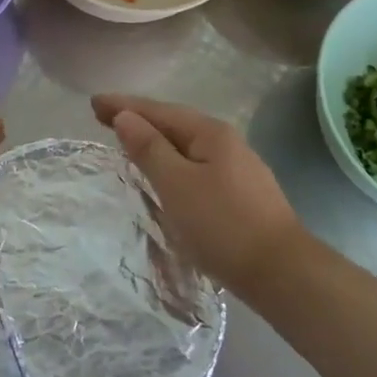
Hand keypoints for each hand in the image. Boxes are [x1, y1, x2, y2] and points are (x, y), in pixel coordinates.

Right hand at [92, 94, 305, 299]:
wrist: (283, 274)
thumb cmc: (222, 225)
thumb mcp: (176, 184)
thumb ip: (148, 148)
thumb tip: (125, 116)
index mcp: (209, 133)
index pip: (158, 110)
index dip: (124, 106)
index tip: (93, 102)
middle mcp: (226, 142)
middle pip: (173, 123)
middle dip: (138, 119)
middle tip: (103, 117)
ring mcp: (238, 168)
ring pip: (186, 145)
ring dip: (155, 140)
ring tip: (128, 141)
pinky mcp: (241, 193)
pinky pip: (196, 164)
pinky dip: (172, 160)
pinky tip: (165, 172)